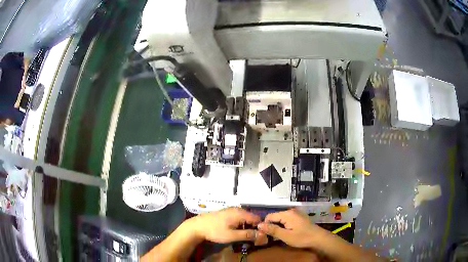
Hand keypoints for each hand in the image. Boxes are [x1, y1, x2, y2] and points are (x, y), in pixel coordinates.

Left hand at [190, 207, 267, 244]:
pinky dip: (241, 225)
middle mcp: (237, 209)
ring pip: (245, 219)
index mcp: (240, 213)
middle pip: (252, 218)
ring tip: (245, 237)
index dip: (260, 227)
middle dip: (254, 228)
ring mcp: (231, 210)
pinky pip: (239, 218)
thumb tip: (262, 235)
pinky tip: (237, 232)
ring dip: (247, 227)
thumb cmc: (215, 231)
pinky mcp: (226, 213)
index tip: (260, 237)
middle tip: (252, 239)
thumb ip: (247, 235)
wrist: (197, 226)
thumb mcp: (232, 235)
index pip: (258, 219)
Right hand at [257, 209, 328, 248]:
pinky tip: (286, 233)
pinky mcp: (299, 217)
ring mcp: (296, 214)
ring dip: (278, 227)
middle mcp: (291, 211)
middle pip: (275, 217)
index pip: (269, 216)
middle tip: (271, 237)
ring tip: (278, 236)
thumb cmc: (302, 238)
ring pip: (281, 219)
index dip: (265, 225)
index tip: (264, 235)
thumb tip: (259, 225)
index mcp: (287, 214)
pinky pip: (287, 220)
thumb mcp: (286, 236)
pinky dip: (284, 226)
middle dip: (272, 226)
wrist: (319, 238)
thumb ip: (272, 230)